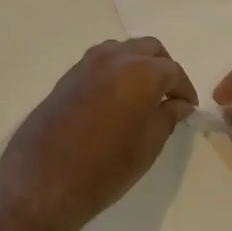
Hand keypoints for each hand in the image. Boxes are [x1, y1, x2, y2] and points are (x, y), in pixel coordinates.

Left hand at [0, 38, 196, 230]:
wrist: (43, 181)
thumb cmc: (104, 169)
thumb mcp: (147, 147)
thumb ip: (166, 118)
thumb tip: (178, 104)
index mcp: (140, 72)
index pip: (172, 71)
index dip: (184, 89)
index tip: (188, 107)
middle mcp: (113, 59)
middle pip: (148, 49)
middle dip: (163, 68)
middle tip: (169, 96)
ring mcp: (85, 65)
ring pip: (121, 50)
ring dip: (137, 64)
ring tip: (142, 96)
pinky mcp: (66, 78)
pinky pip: (98, 62)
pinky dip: (114, 71)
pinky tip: (115, 99)